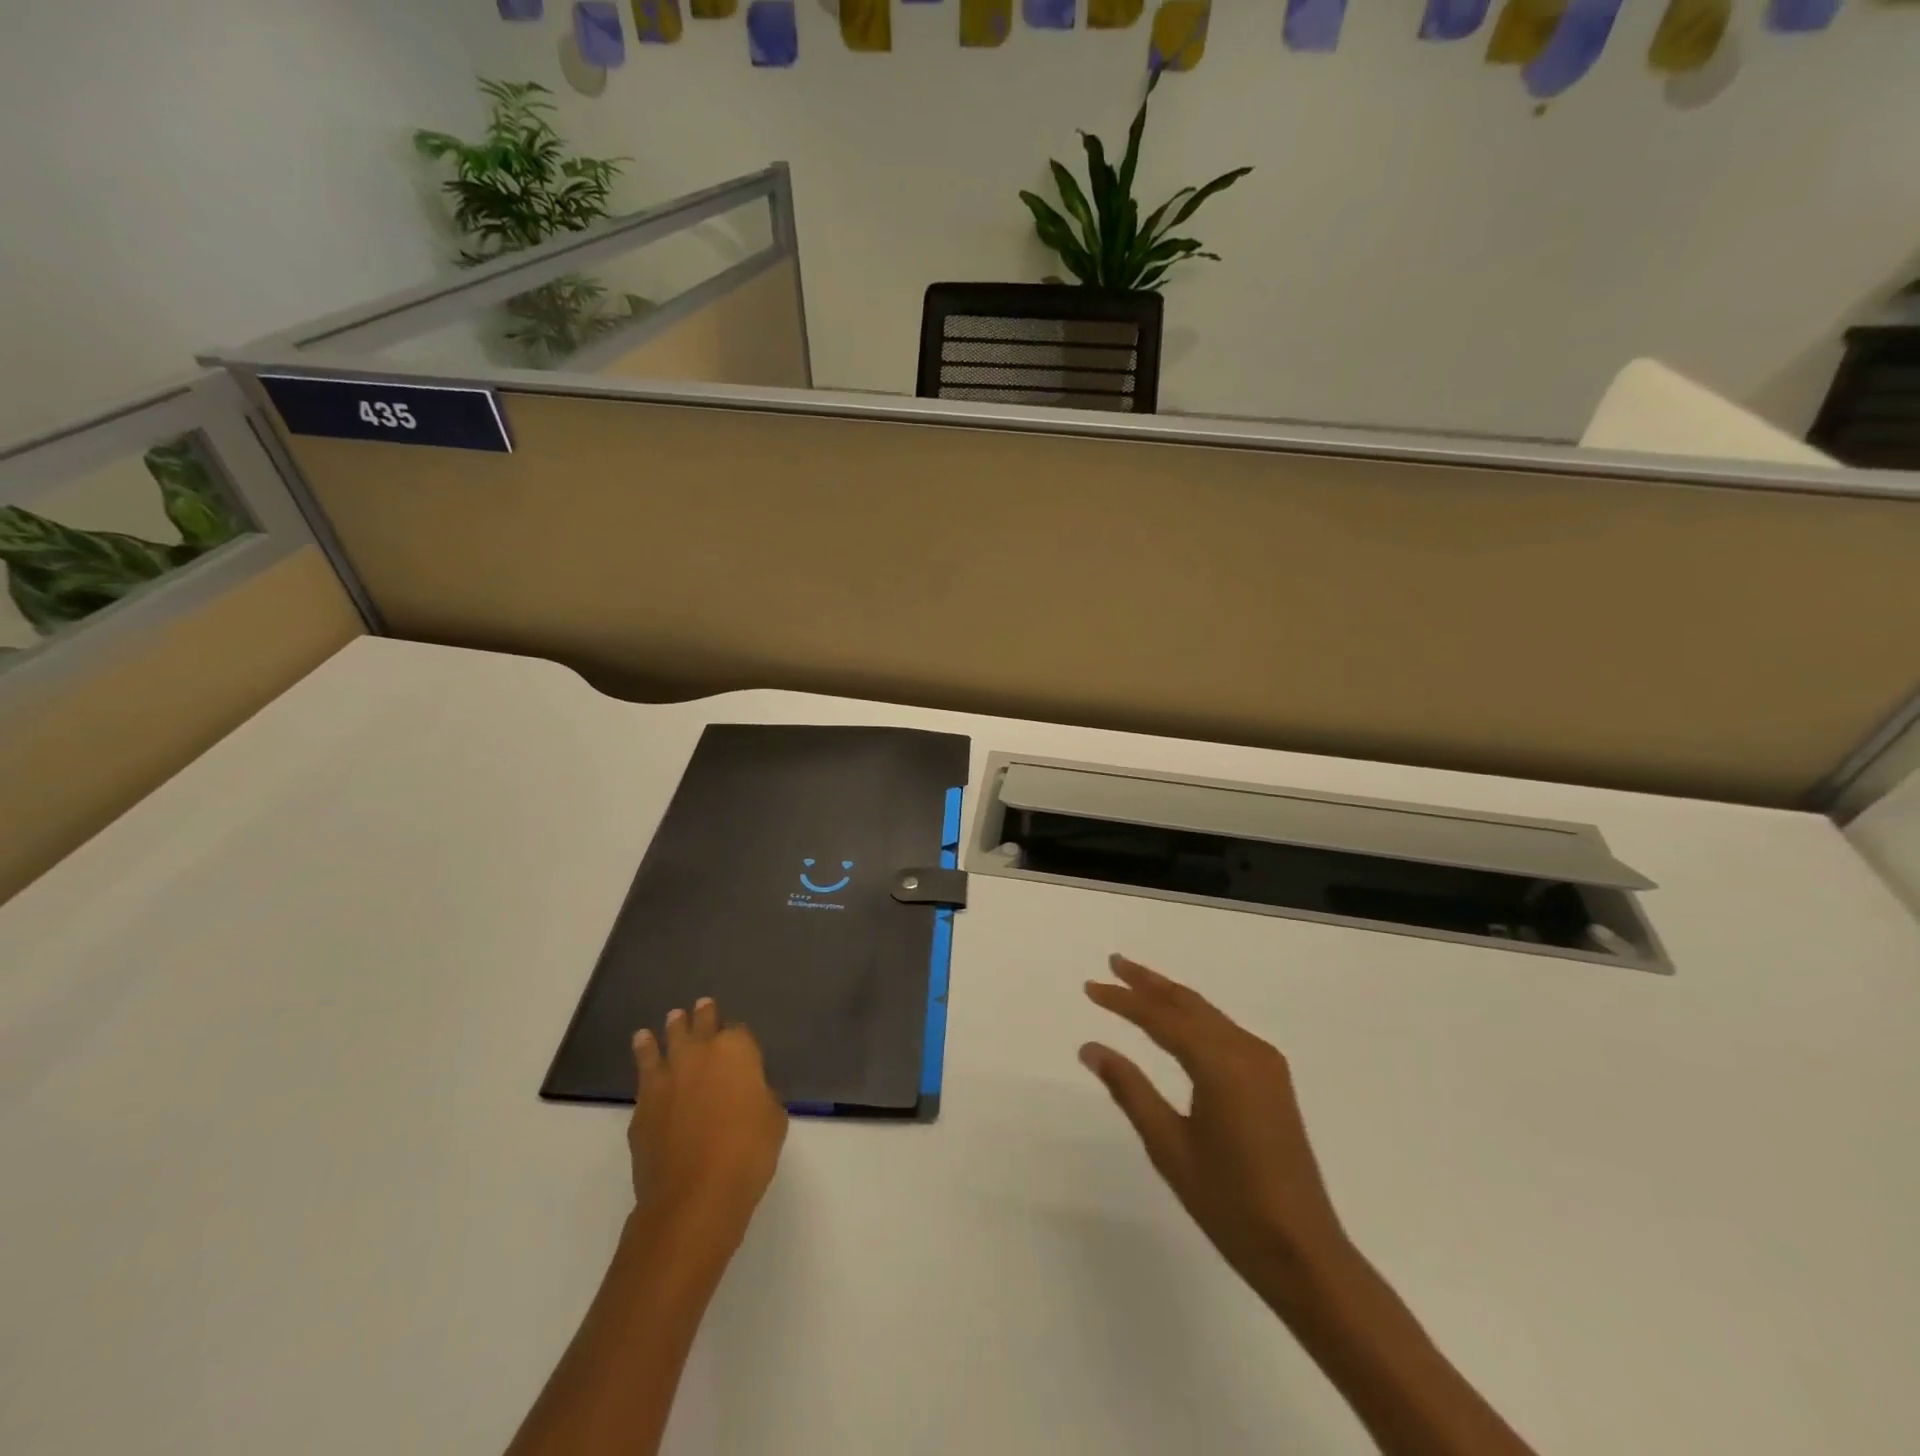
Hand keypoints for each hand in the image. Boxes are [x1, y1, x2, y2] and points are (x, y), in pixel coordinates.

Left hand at [629, 999, 788, 1238]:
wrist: (694, 1194)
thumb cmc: (747, 1151)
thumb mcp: (773, 1118)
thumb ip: (760, 1095)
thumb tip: (747, 1093)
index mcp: (736, 1050)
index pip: (738, 1030)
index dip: (739, 1035)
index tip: (738, 1037)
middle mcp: (699, 1054)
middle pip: (700, 1025)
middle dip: (702, 1015)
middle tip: (701, 1005)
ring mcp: (666, 1078)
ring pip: (665, 1042)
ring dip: (667, 1031)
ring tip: (667, 1021)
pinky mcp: (642, 1107)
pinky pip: (644, 1075)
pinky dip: (645, 1059)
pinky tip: (644, 1059)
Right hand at [1081, 955, 1349, 1303]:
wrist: (1305, 1253)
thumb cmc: (1230, 1205)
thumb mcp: (1169, 1146)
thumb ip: (1129, 1090)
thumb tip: (1091, 1047)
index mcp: (1220, 1064)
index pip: (1161, 1017)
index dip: (1123, 1000)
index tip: (1090, 987)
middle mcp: (1246, 1051)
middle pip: (1188, 1003)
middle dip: (1148, 982)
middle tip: (1113, 963)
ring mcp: (1265, 1064)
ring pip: (1208, 1014)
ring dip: (1170, 996)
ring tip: (1136, 982)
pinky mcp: (1272, 1079)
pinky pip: (1224, 1032)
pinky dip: (1194, 1018)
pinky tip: (1176, 1021)